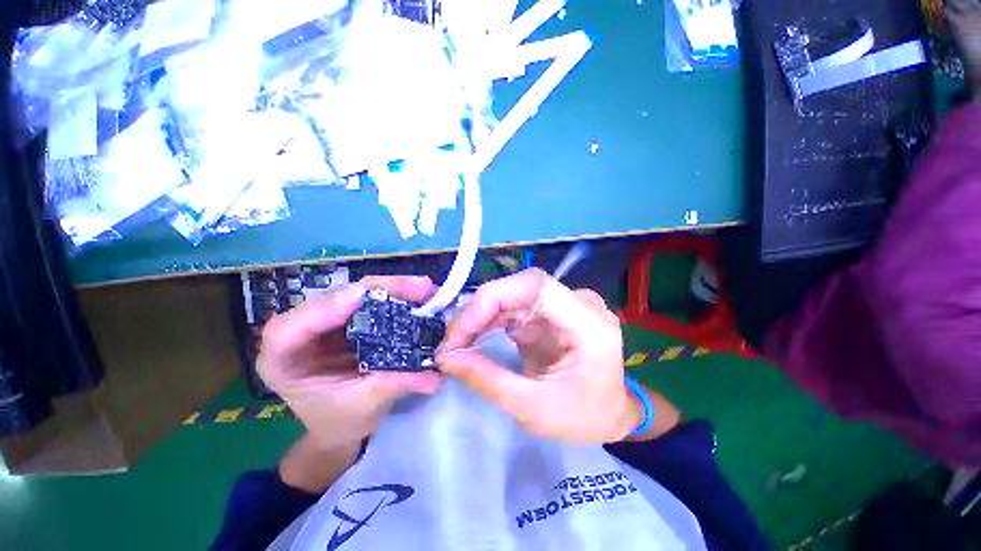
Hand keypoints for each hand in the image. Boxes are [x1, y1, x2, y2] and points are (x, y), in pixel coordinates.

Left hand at [258, 276, 440, 447]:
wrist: (343, 420)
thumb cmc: (342, 419)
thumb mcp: (366, 404)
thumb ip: (396, 384)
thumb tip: (435, 377)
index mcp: (281, 360)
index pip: (290, 329)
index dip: (325, 309)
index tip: (361, 297)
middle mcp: (300, 331)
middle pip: (333, 299)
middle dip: (378, 290)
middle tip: (418, 287)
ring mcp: (326, 319)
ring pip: (356, 293)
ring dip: (392, 288)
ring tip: (424, 288)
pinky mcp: (349, 316)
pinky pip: (371, 299)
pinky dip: (396, 295)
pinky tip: (417, 295)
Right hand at [438, 269, 643, 444]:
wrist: (609, 413)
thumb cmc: (583, 416)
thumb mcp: (534, 409)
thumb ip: (489, 380)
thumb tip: (445, 357)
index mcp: (588, 323)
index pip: (535, 286)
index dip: (492, 299)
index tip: (460, 331)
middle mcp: (579, 303)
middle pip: (521, 286)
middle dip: (481, 309)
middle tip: (453, 340)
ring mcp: (564, 303)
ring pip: (514, 293)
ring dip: (482, 314)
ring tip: (458, 341)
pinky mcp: (551, 311)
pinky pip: (515, 305)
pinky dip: (491, 319)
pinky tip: (475, 336)